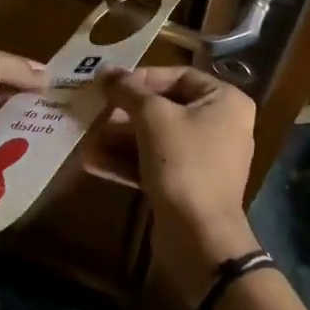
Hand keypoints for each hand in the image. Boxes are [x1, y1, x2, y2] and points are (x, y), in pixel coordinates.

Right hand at [99, 66, 258, 309]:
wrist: (199, 238)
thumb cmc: (183, 163)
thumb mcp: (152, 118)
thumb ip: (128, 91)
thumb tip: (104, 71)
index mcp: (224, 101)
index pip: (179, 76)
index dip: (142, 78)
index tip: (111, 86)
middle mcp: (220, 125)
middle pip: (165, 107)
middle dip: (125, 111)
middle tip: (93, 112)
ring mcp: (204, 158)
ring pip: (157, 138)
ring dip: (120, 137)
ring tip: (85, 136)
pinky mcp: (187, 185)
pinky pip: (156, 163)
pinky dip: (127, 161)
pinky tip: (92, 161)